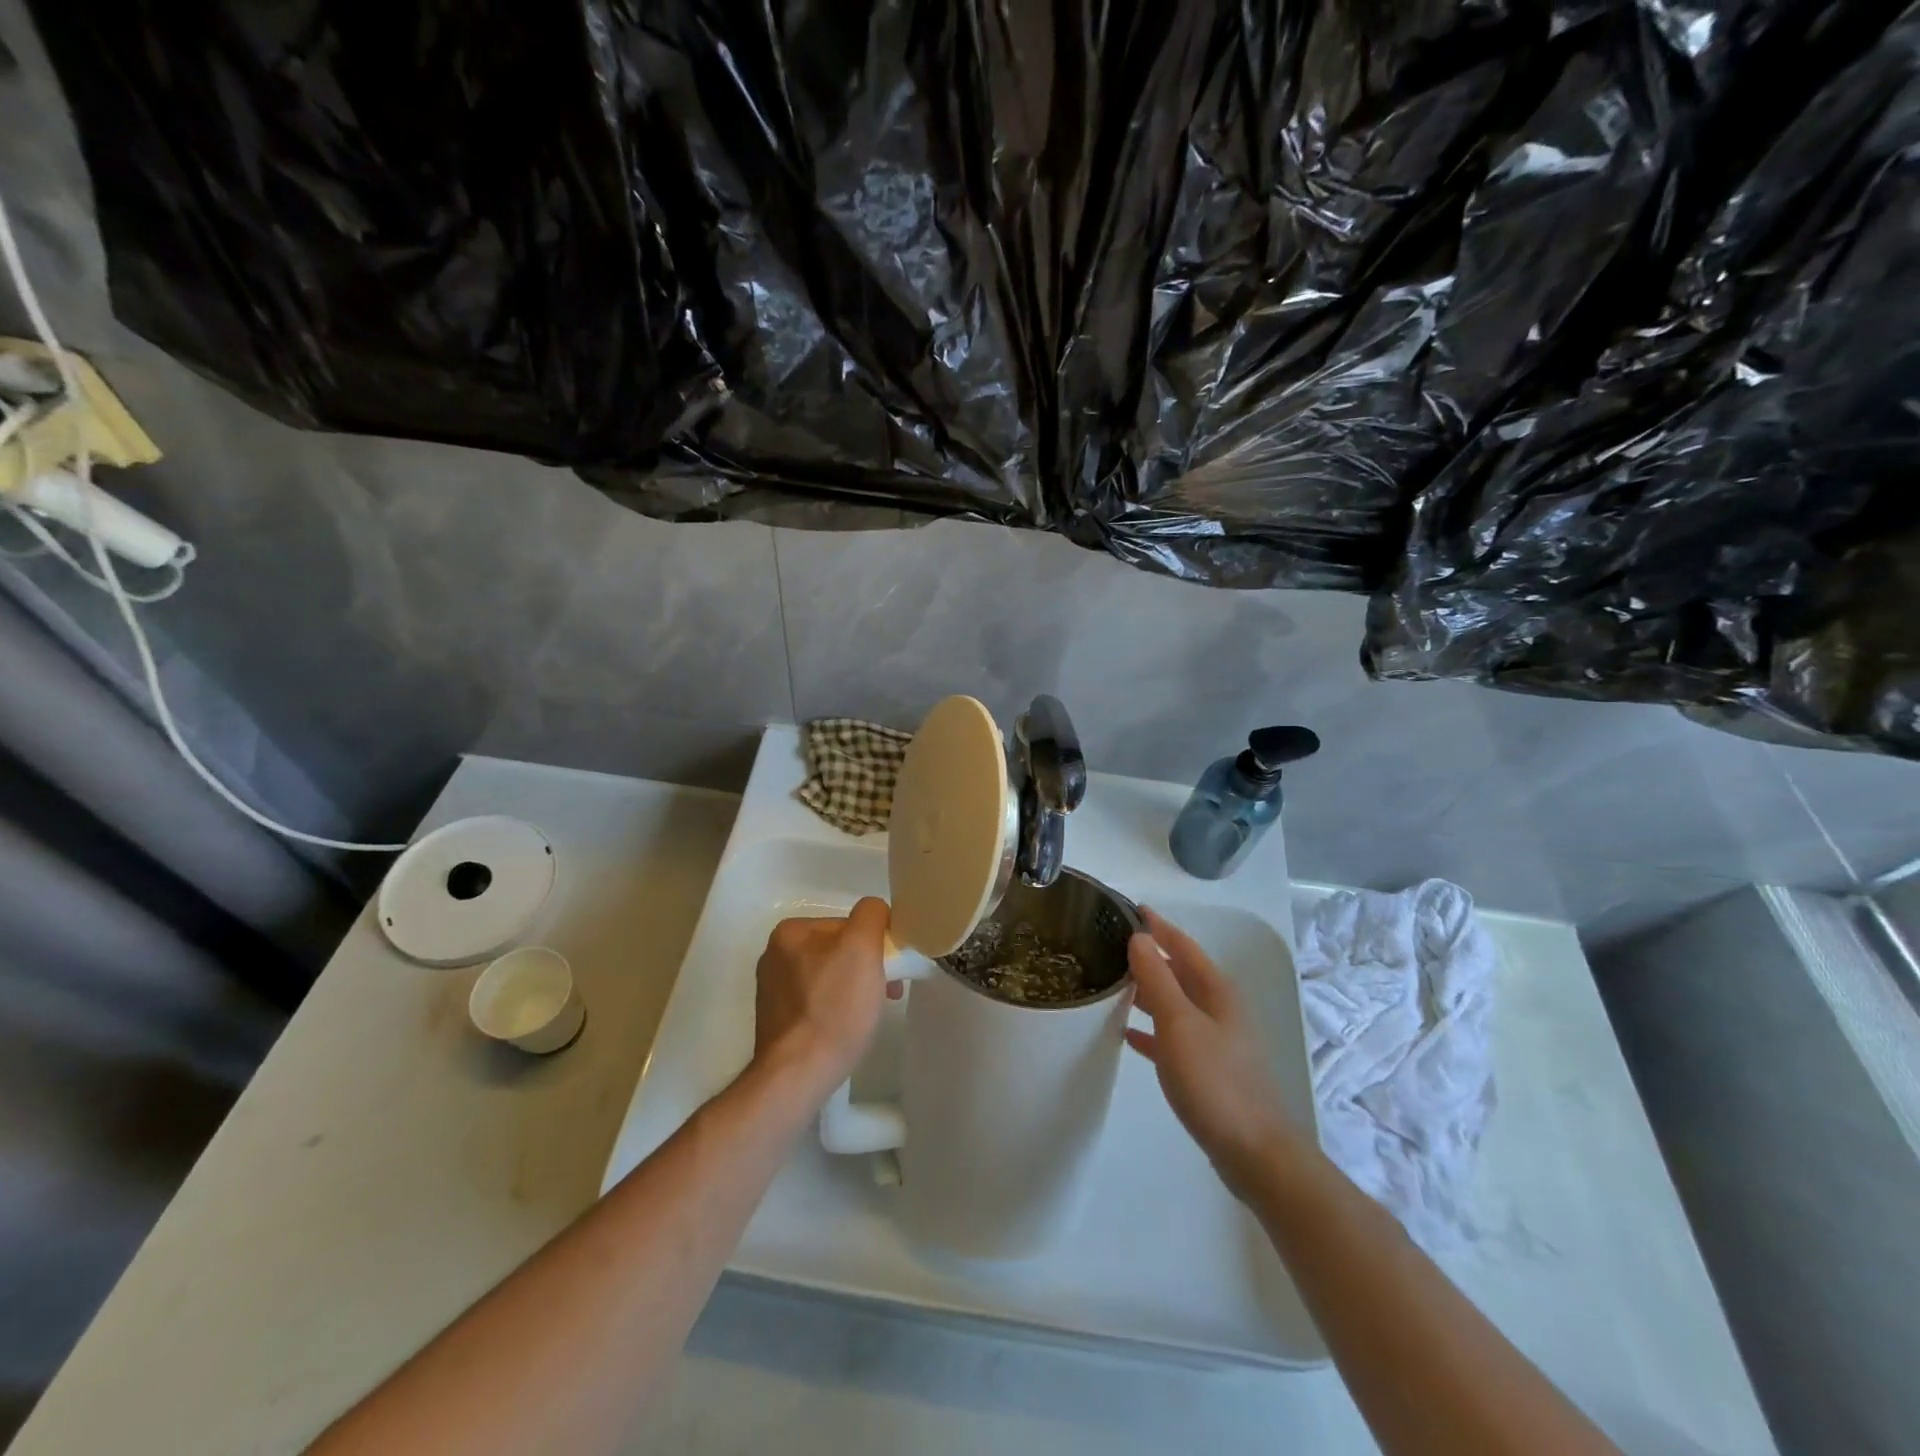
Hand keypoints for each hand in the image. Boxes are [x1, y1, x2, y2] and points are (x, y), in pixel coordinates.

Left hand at [752, 897, 893, 1100]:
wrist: (798, 1074)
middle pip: (838, 950)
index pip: (847, 924)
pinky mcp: (777, 1020)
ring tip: (866, 1016)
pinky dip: (835, 1010)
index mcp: (790, 932)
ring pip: (829, 977)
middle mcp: (774, 955)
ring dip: (853, 989)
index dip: (874, 945)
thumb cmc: (834, 1007)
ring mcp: (772, 990)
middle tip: (886, 995)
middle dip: (865, 968)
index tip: (890, 971)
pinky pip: (817, 1003)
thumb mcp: (862, 947)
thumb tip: (873, 912)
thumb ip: (870, 915)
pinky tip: (844, 1029)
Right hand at [1126, 907, 1303, 1200]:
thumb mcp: (1179, 1024)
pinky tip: (1128, 1034)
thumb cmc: (1215, 1081)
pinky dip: (1151, 1028)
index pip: (1182, 944)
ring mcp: (1215, 1039)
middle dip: (1148, 955)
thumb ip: (1157, 979)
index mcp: (1216, 990)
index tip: (1127, 907)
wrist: (1255, 1153)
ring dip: (1147, 990)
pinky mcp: (1208, 1069)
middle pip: (1179, 971)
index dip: (1156, 925)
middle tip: (1108, 944)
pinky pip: (1173, 1036)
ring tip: (1111, 982)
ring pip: (1174, 1002)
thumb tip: (1139, 937)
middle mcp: (1218, 1008)